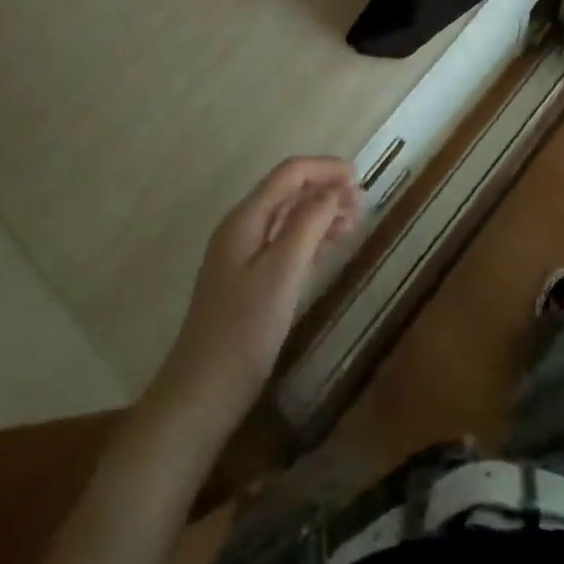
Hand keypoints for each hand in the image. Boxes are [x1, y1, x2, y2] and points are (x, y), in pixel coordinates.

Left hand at [151, 156, 360, 431]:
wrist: (201, 395)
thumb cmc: (244, 331)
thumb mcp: (282, 273)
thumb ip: (308, 224)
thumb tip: (333, 190)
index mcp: (245, 219)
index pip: (289, 174)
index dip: (324, 168)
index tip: (359, 177)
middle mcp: (241, 228)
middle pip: (288, 192)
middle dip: (325, 190)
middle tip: (363, 205)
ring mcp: (242, 255)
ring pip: (288, 218)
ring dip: (321, 214)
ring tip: (354, 223)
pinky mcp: (247, 281)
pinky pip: (284, 243)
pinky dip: (310, 238)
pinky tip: (330, 247)